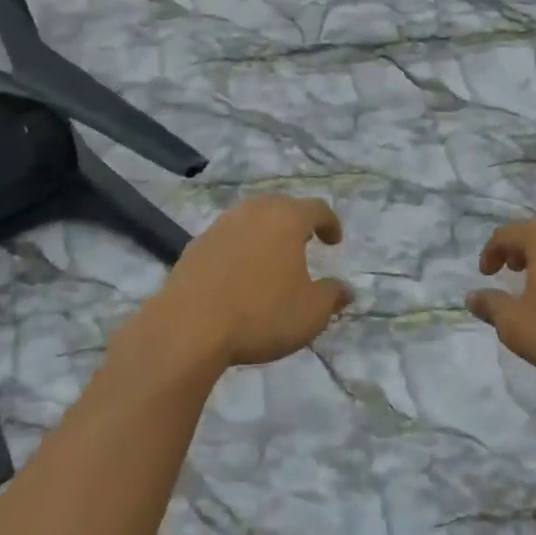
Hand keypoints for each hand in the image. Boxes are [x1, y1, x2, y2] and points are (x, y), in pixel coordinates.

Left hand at [145, 195, 351, 369]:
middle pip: (281, 205)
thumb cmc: (260, 315)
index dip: (329, 223)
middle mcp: (253, 212)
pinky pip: (227, 237)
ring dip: (265, 231)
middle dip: (296, 221)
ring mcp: (220, 226)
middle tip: (304, 242)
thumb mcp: (310, 313)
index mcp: (286, 220)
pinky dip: (240, 247)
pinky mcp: (195, 245)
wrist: (189, 328)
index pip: (316, 208)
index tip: (334, 241)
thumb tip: (346, 289)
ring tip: (271, 256)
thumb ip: (332, 296)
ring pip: (250, 218)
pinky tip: (239, 272)